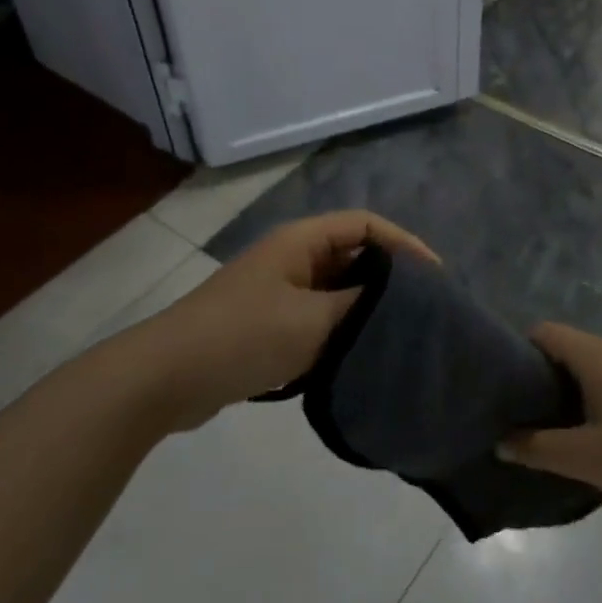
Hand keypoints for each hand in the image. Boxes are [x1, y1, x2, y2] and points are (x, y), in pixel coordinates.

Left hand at [136, 211, 436, 429]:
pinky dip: (341, 330)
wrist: (166, 377)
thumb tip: (396, 302)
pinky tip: (360, 355)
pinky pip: (318, 316)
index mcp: (302, 242)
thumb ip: (360, 306)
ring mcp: (279, 291)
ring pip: (336, 290)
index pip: (366, 225)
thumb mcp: (313, 320)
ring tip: (400, 334)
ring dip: (365, 308)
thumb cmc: (243, 335)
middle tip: (425, 310)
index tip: (435, 277)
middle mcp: (292, 258)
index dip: (404, 243)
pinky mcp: (269, 323)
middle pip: (353, 255)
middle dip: (389, 278)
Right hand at [500, 323, 601, 510]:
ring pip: (594, 372)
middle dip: (545, 382)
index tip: (504, 385)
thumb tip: (502, 442)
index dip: (519, 351)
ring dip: (575, 400)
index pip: (544, 332)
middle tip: (526, 416)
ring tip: (561, 437)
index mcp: (595, 355)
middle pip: (568, 352)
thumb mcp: (585, 458)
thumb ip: (538, 449)